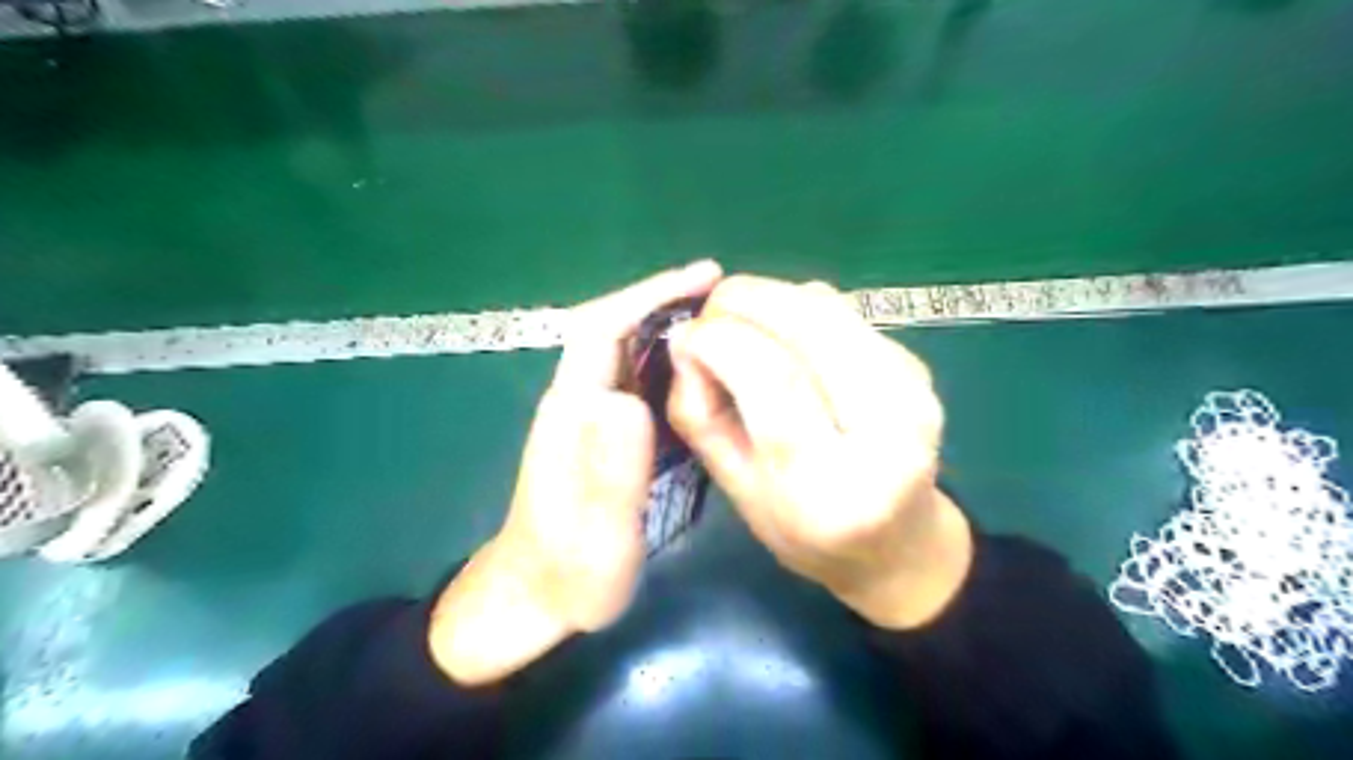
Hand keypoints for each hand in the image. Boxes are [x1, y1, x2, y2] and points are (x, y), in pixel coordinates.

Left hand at [427, 260, 724, 689]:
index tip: (707, 277)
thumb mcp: (595, 537)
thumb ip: (608, 474)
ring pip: (633, 354)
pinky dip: (678, 367)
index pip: (602, 328)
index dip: (651, 294)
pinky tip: (712, 378)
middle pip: (619, 330)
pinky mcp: (605, 435)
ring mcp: (591, 418)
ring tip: (734, 331)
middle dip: (671, 305)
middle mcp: (578, 402)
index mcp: (571, 412)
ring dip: (678, 333)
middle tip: (735, 303)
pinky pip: (643, 384)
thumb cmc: (568, 577)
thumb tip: (626, 400)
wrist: (535, 600)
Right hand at [667, 275, 973, 627]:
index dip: (720, 340)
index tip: (685, 336)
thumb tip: (685, 342)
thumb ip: (701, 418)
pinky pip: (843, 311)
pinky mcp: (919, 365)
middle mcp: (889, 431)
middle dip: (743, 301)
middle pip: (809, 324)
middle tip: (707, 316)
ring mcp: (914, 391)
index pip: (776, 380)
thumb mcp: (737, 492)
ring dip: (770, 298)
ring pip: (827, 306)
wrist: (899, 543)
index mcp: (832, 486)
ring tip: (740, 324)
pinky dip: (798, 307)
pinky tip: (782, 336)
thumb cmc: (805, 531)